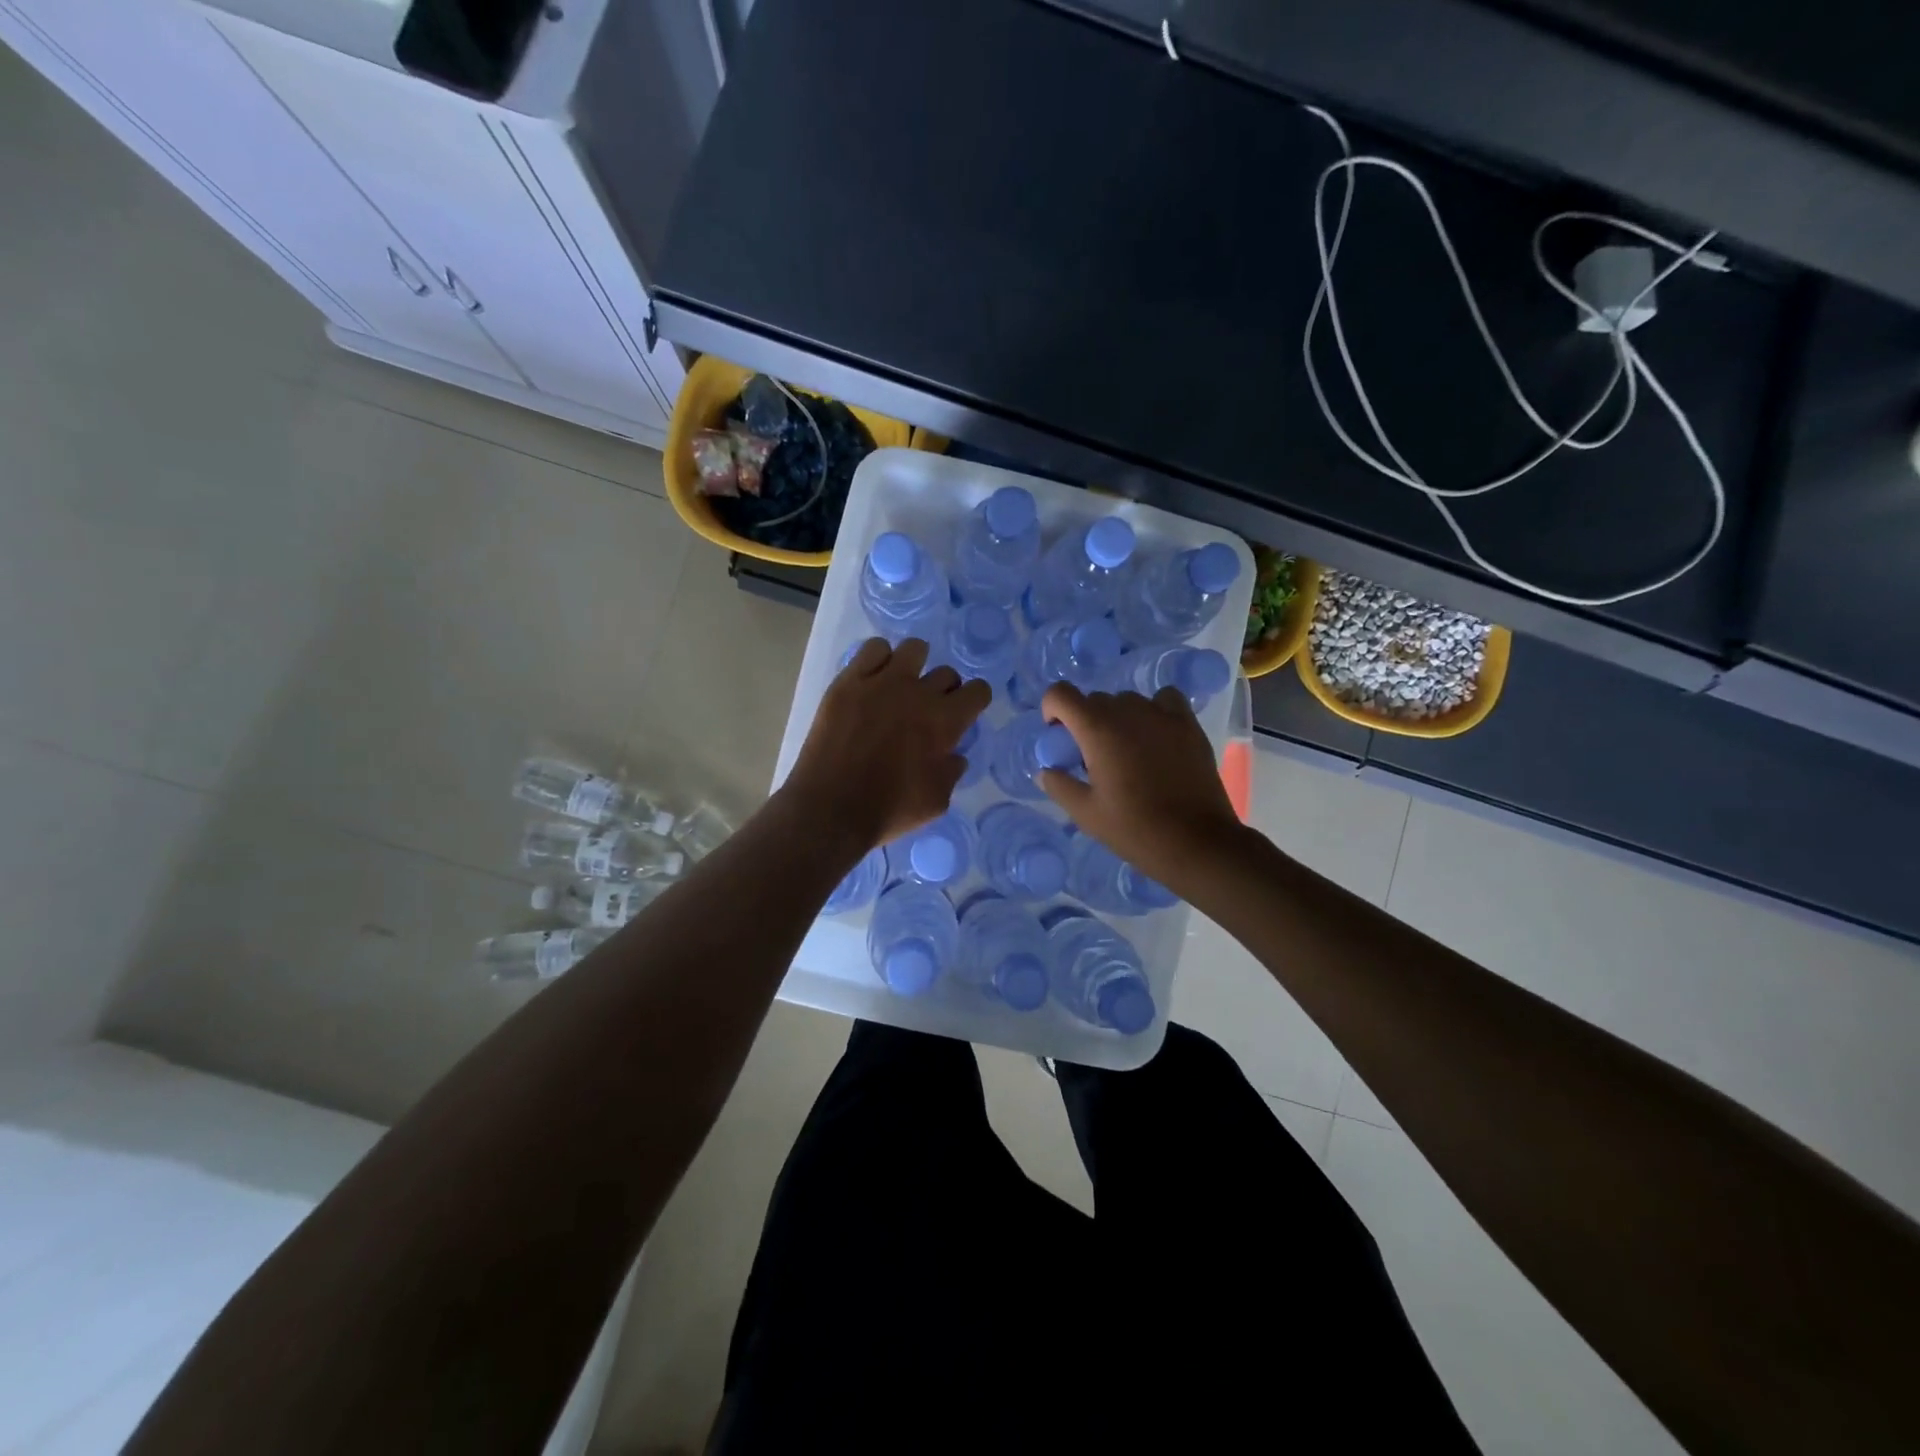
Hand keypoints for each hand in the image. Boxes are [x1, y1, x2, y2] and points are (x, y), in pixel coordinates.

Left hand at [783, 638, 990, 856]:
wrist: (830, 808)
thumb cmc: (888, 810)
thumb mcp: (937, 802)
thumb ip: (952, 772)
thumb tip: (954, 754)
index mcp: (945, 721)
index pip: (978, 690)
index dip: (974, 700)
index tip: (963, 712)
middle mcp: (918, 693)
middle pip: (946, 672)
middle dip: (944, 690)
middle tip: (927, 710)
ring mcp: (881, 682)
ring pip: (913, 649)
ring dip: (914, 666)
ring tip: (901, 687)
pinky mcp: (848, 681)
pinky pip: (873, 649)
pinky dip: (879, 660)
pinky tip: (873, 679)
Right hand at [1037, 682, 1246, 892]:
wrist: (1195, 842)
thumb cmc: (1134, 829)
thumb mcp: (1086, 814)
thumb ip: (1059, 786)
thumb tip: (1046, 771)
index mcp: (1097, 730)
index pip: (1060, 694)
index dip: (1052, 709)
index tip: (1058, 735)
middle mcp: (1128, 711)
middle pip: (1095, 700)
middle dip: (1085, 721)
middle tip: (1092, 757)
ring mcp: (1162, 714)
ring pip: (1128, 700)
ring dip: (1118, 717)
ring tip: (1126, 750)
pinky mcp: (1188, 724)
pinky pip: (1164, 699)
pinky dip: (1154, 709)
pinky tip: (1155, 735)